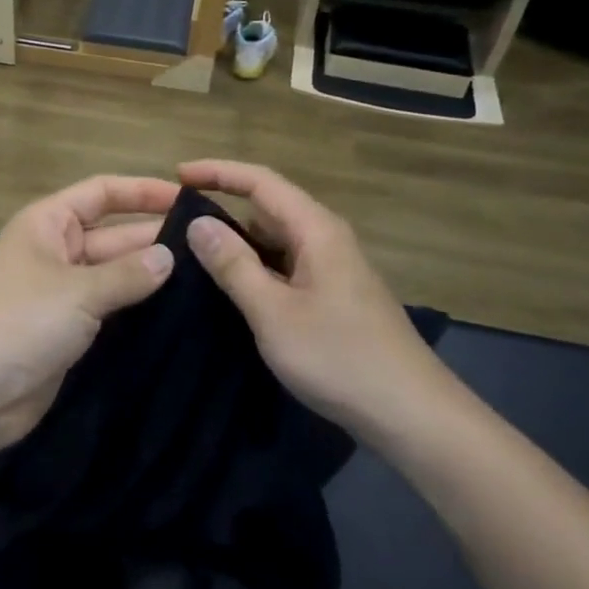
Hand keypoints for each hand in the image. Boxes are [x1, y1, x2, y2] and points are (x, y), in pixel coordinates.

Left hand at [0, 175, 179, 452]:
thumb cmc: (20, 322)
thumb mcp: (78, 292)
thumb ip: (128, 274)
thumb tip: (169, 256)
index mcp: (46, 222)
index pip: (101, 192)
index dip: (143, 191)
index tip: (190, 198)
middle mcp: (53, 250)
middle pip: (111, 233)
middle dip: (153, 237)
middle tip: (209, 246)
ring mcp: (58, 291)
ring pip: (111, 273)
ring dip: (147, 275)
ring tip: (204, 276)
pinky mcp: (64, 329)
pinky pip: (105, 307)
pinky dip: (133, 306)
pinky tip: (173, 309)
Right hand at [178, 160, 457, 442]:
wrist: (412, 415)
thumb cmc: (339, 357)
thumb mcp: (273, 312)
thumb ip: (234, 265)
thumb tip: (198, 223)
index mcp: (317, 230)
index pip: (261, 181)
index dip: (219, 172)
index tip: (177, 174)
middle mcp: (326, 239)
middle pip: (268, 207)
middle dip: (224, 208)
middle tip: (176, 224)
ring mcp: (332, 269)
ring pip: (276, 240)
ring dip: (239, 243)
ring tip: (193, 256)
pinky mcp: (333, 296)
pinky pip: (285, 266)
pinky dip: (256, 269)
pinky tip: (232, 290)